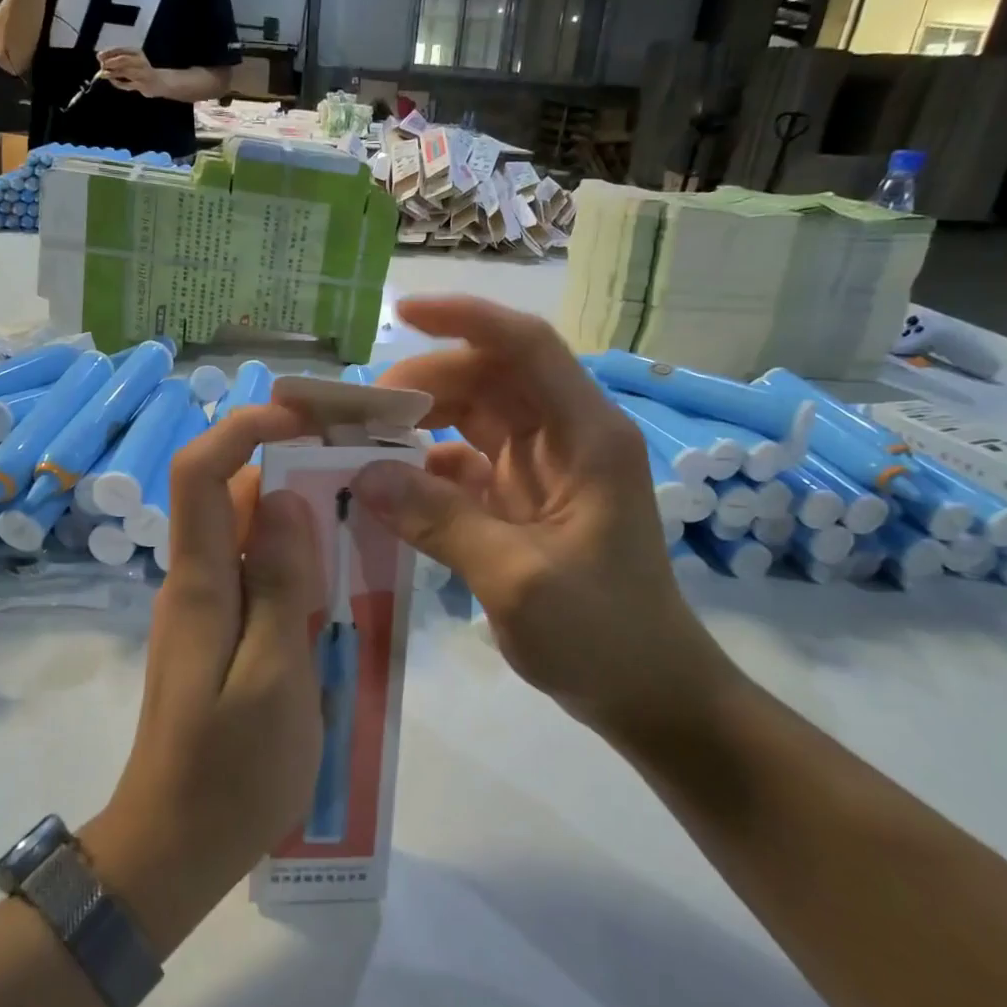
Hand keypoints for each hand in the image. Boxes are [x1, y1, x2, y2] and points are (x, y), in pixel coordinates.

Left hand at [91, 404, 322, 948]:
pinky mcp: (220, 638)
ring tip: (363, 518)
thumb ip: (280, 584)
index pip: (201, 472)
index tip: (304, 417)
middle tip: (358, 466)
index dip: (244, 428)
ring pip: (247, 536)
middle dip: (287, 466)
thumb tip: (282, 499)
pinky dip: (296, 563)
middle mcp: (194, 583)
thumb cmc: (231, 772)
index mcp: (200, 583)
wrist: (173, 850)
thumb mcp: (275, 676)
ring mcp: (204, 611)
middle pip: (229, 496)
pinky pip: (256, 577)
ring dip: (298, 516)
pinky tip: (341, 583)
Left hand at [98, 48, 164, 96]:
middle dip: (110, 63)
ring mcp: (143, 74)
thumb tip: (100, 57)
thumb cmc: (140, 69)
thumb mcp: (130, 59)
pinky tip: (113, 81)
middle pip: (123, 60)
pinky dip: (118, 83)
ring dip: (112, 73)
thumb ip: (116, 58)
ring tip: (104, 74)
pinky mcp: (142, 86)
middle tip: (102, 66)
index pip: (120, 50)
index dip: (108, 53)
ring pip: (125, 72)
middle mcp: (141, 61)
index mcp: (136, 52)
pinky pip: (127, 84)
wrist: (158, 82)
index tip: (99, 56)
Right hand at [352, 296, 733, 738]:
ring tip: (360, 442)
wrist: (648, 694)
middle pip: (490, 380)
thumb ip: (440, 522)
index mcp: (586, 436)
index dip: (466, 319)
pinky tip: (386, 489)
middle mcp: (565, 439)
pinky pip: (465, 469)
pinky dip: (425, 473)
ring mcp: (542, 471)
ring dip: (420, 424)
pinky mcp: (521, 504)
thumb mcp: (518, 578)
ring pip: (473, 420)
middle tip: (358, 414)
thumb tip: (366, 474)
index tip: (401, 313)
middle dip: (424, 383)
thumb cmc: (603, 634)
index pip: (526, 348)